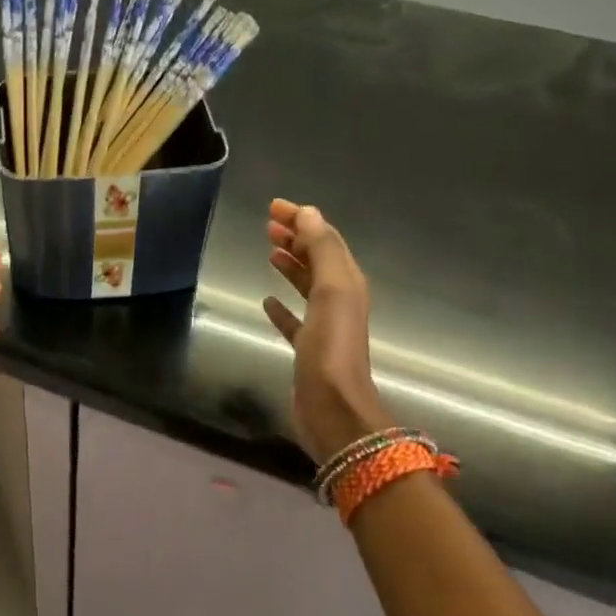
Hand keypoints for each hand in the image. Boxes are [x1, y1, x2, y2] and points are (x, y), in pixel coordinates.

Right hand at [262, 199, 390, 464]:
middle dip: (296, 238)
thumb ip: (322, 249)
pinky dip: (282, 306)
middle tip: (268, 225)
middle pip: (317, 259)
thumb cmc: (331, 346)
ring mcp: (324, 326)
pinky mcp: (308, 349)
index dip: (302, 220)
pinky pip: (294, 319)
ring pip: (306, 285)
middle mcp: (339, 300)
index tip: (274, 207)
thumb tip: (308, 213)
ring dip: (290, 266)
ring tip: (269, 252)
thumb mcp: (332, 290)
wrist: (333, 407)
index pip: (325, 240)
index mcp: (348, 282)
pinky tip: (267, 301)